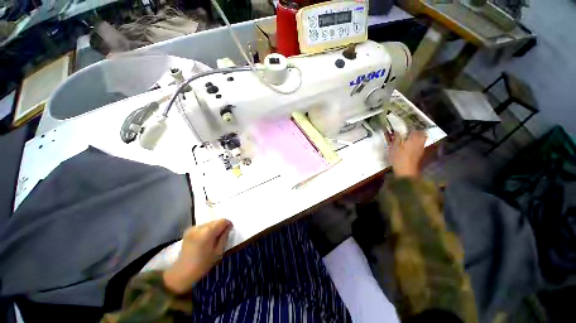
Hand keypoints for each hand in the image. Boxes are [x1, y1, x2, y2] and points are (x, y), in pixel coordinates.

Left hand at [163, 219, 232, 293]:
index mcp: (208, 232)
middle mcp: (200, 227)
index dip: (228, 225)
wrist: (181, 273)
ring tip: (212, 240)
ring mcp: (193, 228)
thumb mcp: (218, 251)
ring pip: (209, 223)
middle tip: (221, 237)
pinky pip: (202, 227)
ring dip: (213, 228)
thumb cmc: (202, 264)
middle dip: (220, 227)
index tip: (229, 232)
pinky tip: (205, 240)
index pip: (223, 221)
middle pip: (215, 221)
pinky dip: (206, 231)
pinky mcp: (188, 231)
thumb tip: (228, 227)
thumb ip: (224, 236)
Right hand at [390, 131, 426, 177]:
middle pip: (422, 134)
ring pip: (422, 140)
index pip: (415, 130)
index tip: (406, 128)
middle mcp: (420, 142)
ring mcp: (421, 149)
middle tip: (409, 132)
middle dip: (417, 132)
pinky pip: (420, 145)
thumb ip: (396, 138)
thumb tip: (397, 131)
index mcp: (413, 139)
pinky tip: (410, 146)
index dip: (411, 128)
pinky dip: (416, 144)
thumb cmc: (398, 158)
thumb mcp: (394, 147)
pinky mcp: (420, 154)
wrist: (406, 171)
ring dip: (417, 138)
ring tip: (409, 139)